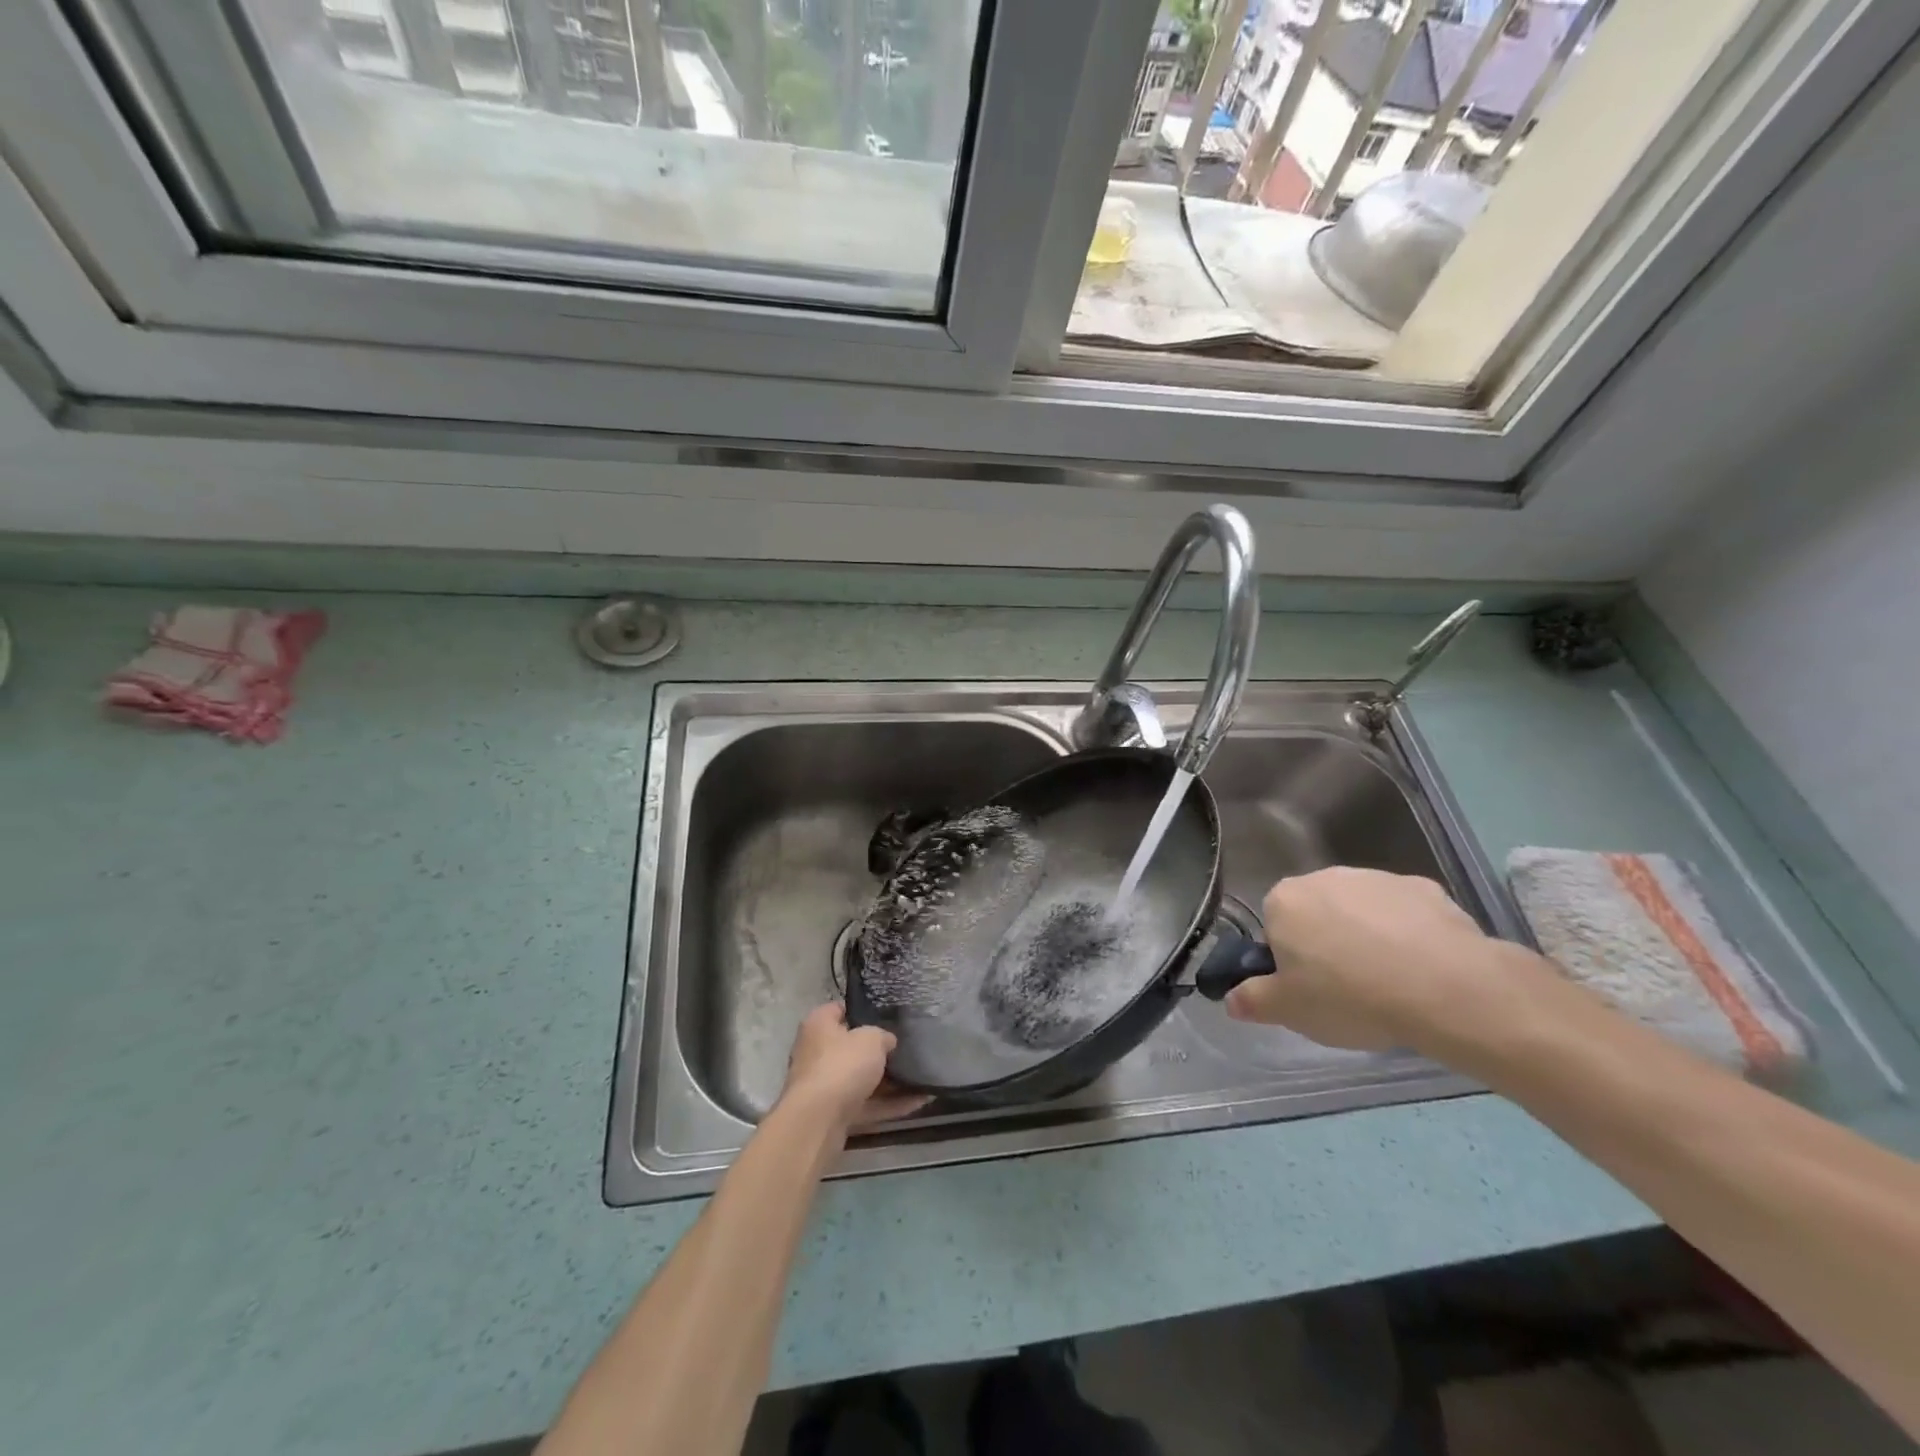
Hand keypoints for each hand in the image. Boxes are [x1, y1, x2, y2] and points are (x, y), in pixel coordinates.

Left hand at [779, 1005, 929, 1130]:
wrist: (818, 1122)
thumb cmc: (842, 1065)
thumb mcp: (872, 1039)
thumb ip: (883, 1036)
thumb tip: (887, 1042)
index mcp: (819, 1025)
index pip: (840, 1009)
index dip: (863, 1010)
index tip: (888, 1014)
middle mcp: (816, 1053)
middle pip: (851, 1047)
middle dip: (878, 1050)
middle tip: (907, 1046)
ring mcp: (824, 1086)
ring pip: (860, 1079)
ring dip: (889, 1082)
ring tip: (920, 1076)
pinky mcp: (833, 1114)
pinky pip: (867, 1105)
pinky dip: (890, 1105)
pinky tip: (919, 1101)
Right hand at [1226, 867, 1525, 1052]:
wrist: (1444, 988)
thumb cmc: (1349, 996)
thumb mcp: (1289, 1011)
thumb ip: (1253, 1000)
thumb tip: (1232, 999)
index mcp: (1284, 901)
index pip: (1275, 926)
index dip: (1290, 959)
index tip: (1309, 988)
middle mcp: (1324, 877)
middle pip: (1317, 913)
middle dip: (1327, 942)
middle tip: (1347, 988)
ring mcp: (1376, 878)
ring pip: (1362, 911)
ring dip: (1368, 937)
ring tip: (1391, 983)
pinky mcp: (1424, 888)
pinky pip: (1405, 913)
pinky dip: (1409, 934)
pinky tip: (1424, 969)